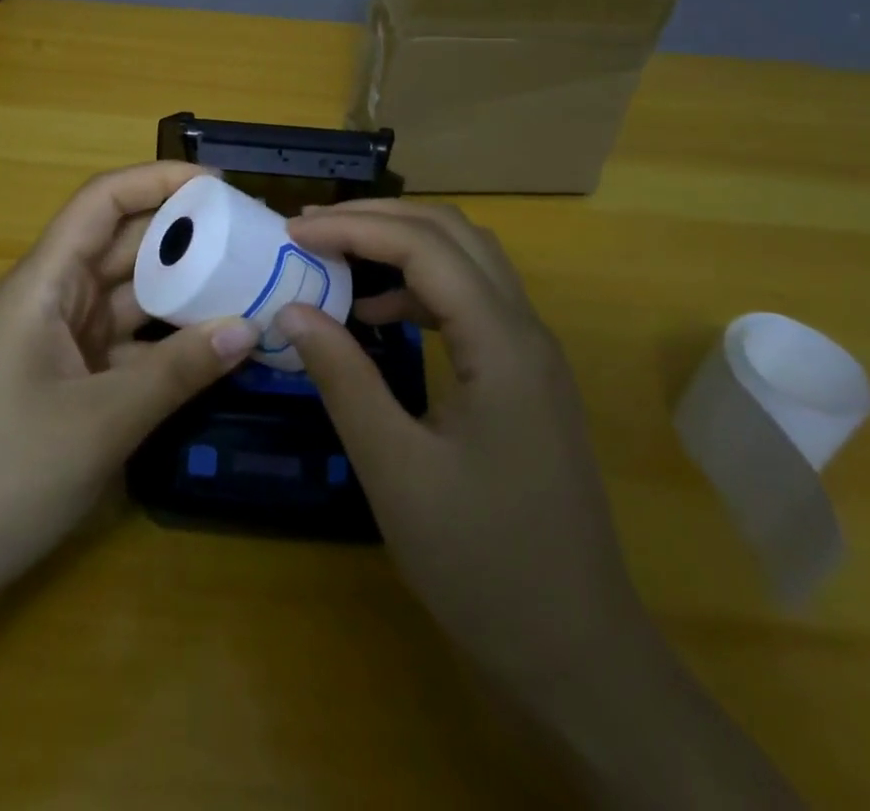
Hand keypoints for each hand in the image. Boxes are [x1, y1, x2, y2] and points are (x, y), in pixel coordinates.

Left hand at [0, 161, 257, 603]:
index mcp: (46, 282)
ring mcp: (62, 342)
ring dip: (185, 291)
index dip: (159, 181)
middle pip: (125, 245)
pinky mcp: (71, 381)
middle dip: (187, 236)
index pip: (103, 202)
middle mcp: (54, 299)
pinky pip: (130, 344)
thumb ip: (178, 370)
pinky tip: (218, 348)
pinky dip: (170, 343)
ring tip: (252, 285)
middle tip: (256, 240)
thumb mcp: (101, 420)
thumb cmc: (1, 475)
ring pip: (132, 296)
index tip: (222, 188)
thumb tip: (250, 326)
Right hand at [278, 200, 647, 700]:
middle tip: (310, 228)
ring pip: (467, 260)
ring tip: (337, 255)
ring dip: (401, 244)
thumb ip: (344, 379)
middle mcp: (526, 330)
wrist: (578, 651)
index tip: (292, 233)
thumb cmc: (483, 563)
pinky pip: (471, 300)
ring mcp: (531, 353)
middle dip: (378, 218)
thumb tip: (292, 309)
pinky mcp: (525, 377)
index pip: (423, 247)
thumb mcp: (396, 470)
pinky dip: (419, 287)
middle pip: (452, 234)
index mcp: (502, 343)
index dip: (354, 228)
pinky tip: (379, 316)